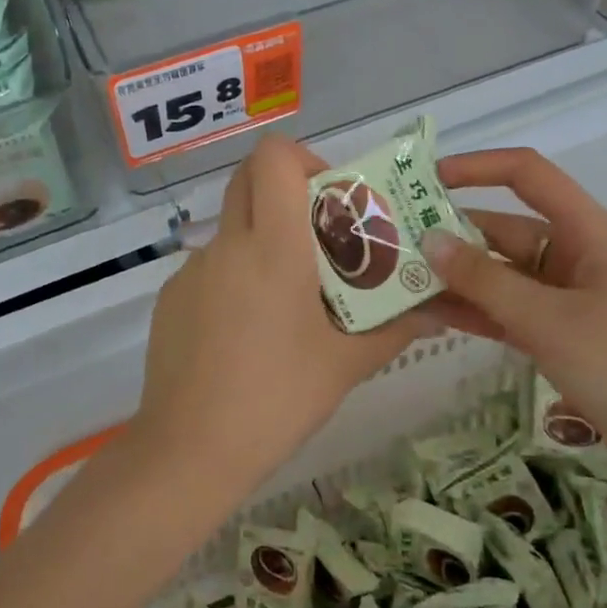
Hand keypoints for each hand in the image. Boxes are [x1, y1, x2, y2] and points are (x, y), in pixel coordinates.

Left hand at [135, 135, 433, 485]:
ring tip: (287, 304)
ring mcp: (192, 269)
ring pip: (232, 228)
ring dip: (262, 242)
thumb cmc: (277, 399)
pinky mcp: (170, 297)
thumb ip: (395, 328)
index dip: (302, 160)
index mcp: (273, 246)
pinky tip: (246, 335)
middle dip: (285, 192)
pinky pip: (210, 268)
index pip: (273, 156)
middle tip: (318, 237)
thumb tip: (436, 312)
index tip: (329, 199)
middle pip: (248, 178)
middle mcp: (227, 243)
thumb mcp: (345, 364)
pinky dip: (234, 280)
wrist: (189, 450)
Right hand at [420, 148, 606, 503]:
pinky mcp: (562, 337)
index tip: (424, 180)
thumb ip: (485, 281)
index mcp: (586, 232)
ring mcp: (567, 299)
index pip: (527, 175)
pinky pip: (508, 312)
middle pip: (504, 228)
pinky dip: (475, 312)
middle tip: (391, 245)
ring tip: (399, 283)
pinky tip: (431, 317)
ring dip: (456, 278)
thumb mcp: (549, 321)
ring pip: (501, 275)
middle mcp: (574, 255)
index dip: (477, 167)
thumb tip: (428, 241)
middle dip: (451, 235)